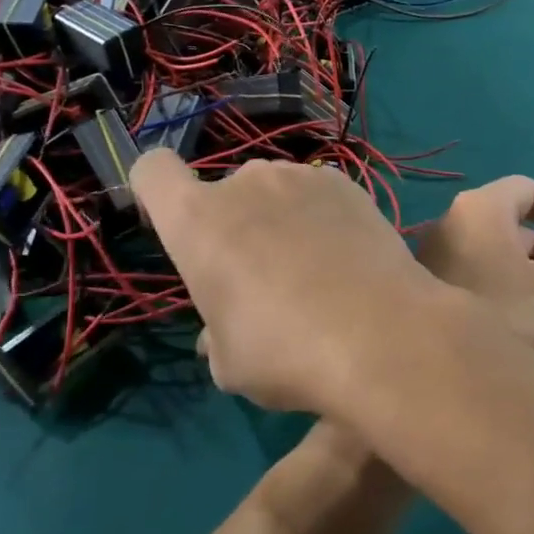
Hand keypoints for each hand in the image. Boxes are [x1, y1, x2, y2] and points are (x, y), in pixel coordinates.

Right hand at [132, 150, 450, 415]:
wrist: (381, 335)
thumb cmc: (286, 352)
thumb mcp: (230, 362)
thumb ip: (215, 334)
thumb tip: (219, 334)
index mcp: (197, 220)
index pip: (152, 171)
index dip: (156, 193)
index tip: (173, 226)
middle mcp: (246, 183)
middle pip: (224, 192)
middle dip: (233, 226)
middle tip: (261, 278)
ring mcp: (301, 176)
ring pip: (274, 192)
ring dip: (279, 220)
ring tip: (313, 271)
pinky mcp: (348, 184)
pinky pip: (318, 195)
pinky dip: (321, 218)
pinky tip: (345, 258)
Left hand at [416, 176, 533, 364]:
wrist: (446, 378)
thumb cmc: (513, 317)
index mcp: (480, 210)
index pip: (527, 190)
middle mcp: (449, 226)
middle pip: (514, 232)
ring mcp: (432, 260)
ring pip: (497, 262)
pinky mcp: (425, 293)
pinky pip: (476, 281)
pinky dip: (507, 295)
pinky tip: (528, 336)